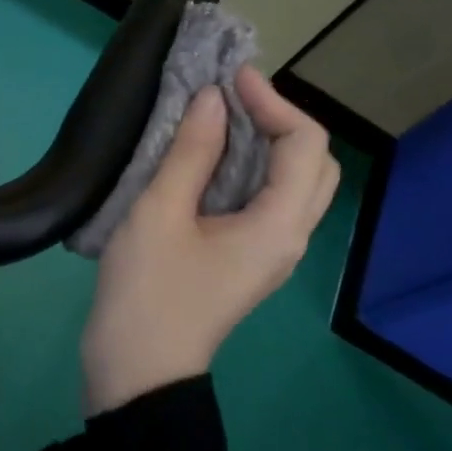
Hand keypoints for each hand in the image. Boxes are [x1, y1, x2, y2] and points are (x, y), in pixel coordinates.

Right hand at [80, 66, 339, 414]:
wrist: (138, 371)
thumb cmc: (148, 291)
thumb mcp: (160, 213)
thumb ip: (191, 152)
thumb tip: (212, 100)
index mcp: (279, 225)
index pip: (304, 144)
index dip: (273, 101)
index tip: (229, 79)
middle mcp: (289, 237)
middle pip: (314, 164)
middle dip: (280, 120)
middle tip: (231, 98)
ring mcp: (271, 252)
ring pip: (293, 184)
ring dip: (267, 144)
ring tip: (221, 118)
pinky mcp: (248, 260)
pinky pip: (268, 201)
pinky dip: (250, 169)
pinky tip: (210, 159)